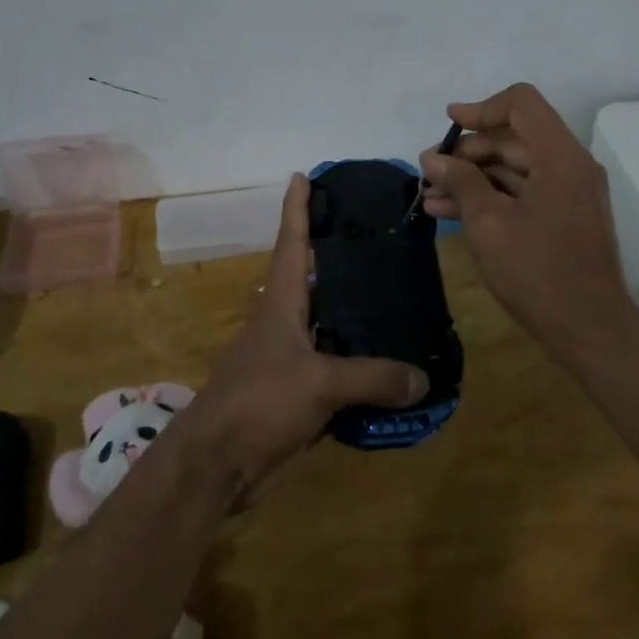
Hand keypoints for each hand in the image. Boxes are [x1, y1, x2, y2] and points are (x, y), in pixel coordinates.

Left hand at [186, 174, 427, 492]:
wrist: (215, 463)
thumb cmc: (259, 402)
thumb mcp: (319, 384)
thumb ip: (372, 378)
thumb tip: (423, 378)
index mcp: (281, 303)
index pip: (291, 243)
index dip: (296, 208)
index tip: (301, 175)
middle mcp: (281, 321)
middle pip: (309, 277)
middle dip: (334, 254)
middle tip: (374, 236)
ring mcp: (284, 356)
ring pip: (323, 322)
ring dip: (349, 309)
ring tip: (391, 294)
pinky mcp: (290, 390)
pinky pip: (329, 364)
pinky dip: (353, 358)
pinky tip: (382, 362)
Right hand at [420, 82, 633, 348]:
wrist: (589, 330)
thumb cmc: (538, 271)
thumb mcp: (489, 223)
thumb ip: (461, 182)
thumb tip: (433, 159)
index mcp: (560, 156)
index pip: (521, 104)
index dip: (481, 109)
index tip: (448, 125)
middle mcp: (569, 166)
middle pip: (513, 138)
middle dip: (467, 152)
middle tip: (428, 171)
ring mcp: (567, 193)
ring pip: (512, 168)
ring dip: (471, 178)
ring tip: (428, 195)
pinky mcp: (561, 218)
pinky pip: (520, 193)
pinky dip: (488, 197)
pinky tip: (448, 212)